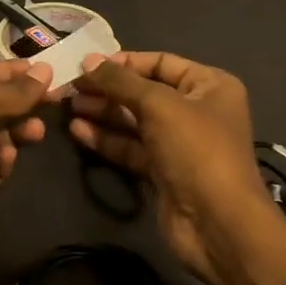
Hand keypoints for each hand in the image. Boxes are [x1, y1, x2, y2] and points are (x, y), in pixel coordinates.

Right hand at [70, 52, 285, 284]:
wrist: (217, 223)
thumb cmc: (196, 149)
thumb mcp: (159, 105)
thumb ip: (121, 81)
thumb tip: (88, 61)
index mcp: (209, 85)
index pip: (161, 63)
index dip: (125, 62)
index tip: (89, 64)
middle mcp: (196, 110)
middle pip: (144, 92)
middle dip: (108, 89)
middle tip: (71, 86)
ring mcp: (178, 143)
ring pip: (134, 121)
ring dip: (102, 112)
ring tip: (68, 105)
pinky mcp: (162, 171)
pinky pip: (130, 147)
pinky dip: (106, 138)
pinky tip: (78, 130)